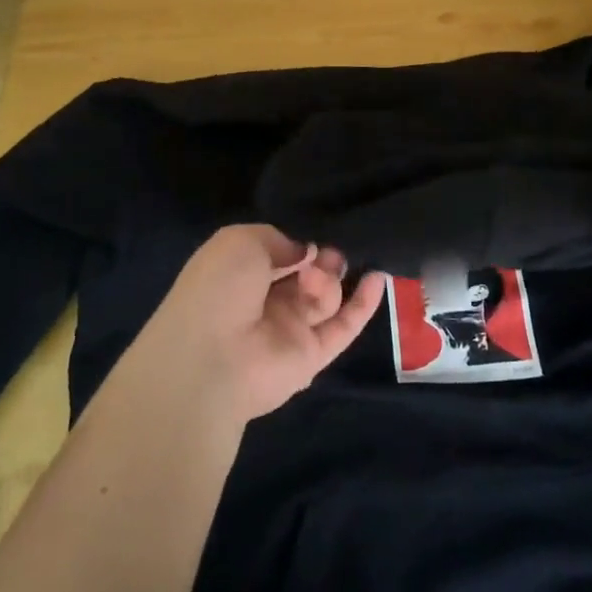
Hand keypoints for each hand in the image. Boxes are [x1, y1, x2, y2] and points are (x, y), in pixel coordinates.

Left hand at [131, 225, 386, 423]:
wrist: (212, 360)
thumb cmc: (218, 290)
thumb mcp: (240, 241)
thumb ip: (277, 238)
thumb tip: (304, 251)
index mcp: (241, 275)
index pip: (280, 254)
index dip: (299, 242)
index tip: (313, 232)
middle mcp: (266, 302)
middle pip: (308, 273)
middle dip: (321, 258)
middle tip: (325, 255)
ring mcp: (290, 330)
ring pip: (325, 296)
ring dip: (329, 279)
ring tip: (315, 279)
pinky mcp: (312, 355)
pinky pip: (344, 326)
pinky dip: (364, 303)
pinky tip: (379, 277)